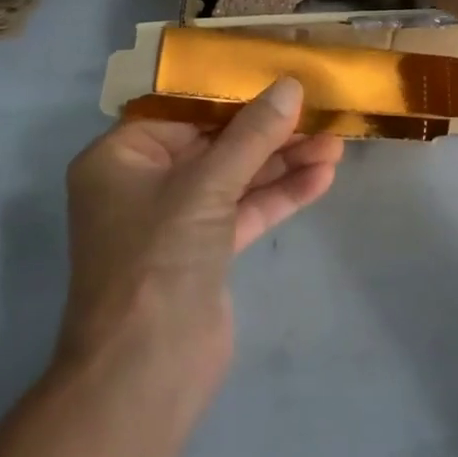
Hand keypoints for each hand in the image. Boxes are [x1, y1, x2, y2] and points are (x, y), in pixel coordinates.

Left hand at [57, 78, 343, 406]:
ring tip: (335, 143)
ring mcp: (176, 219)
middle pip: (215, 142)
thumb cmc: (157, 261)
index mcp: (122, 156)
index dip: (234, 93)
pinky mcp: (205, 252)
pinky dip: (279, 195)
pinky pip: (244, 210)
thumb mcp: (207, 186)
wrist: (143, 378)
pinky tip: (321, 177)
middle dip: (268, 131)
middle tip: (318, 111)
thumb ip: (252, 135)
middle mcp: (145, 182)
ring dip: (282, 162)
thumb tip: (290, 86)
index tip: (279, 79)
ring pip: (235, 177)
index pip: (184, 110)